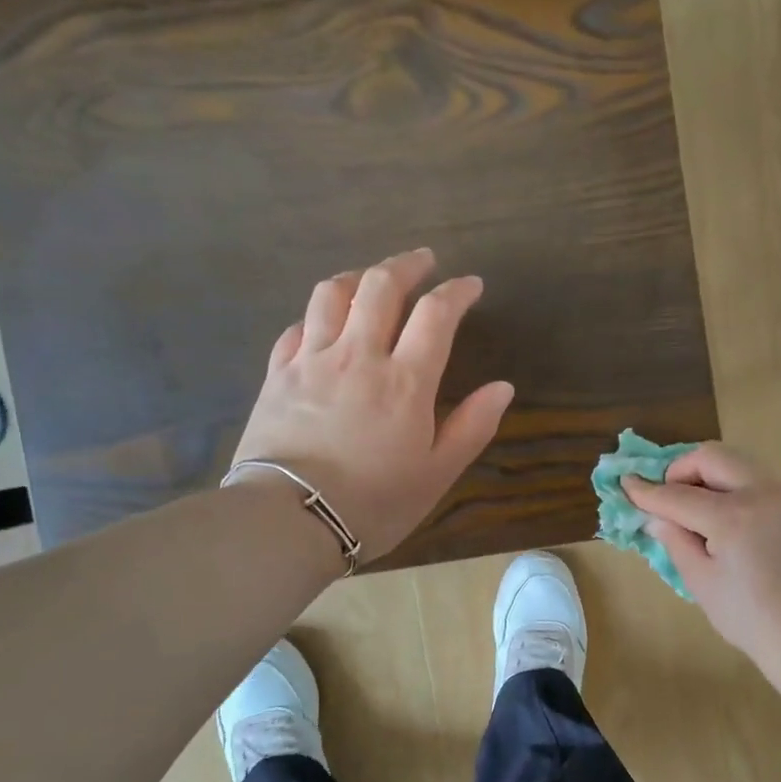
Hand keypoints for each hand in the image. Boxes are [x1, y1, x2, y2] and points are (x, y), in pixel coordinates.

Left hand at [229, 249, 513, 560]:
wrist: (290, 520)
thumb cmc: (374, 503)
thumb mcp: (437, 473)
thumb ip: (472, 427)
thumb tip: (503, 387)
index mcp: (405, 381)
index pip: (436, 314)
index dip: (457, 292)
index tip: (471, 285)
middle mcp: (358, 356)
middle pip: (381, 286)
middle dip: (407, 264)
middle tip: (424, 261)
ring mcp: (312, 361)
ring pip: (332, 294)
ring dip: (358, 277)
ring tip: (372, 279)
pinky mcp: (277, 375)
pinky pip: (296, 328)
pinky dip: (316, 315)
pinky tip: (323, 323)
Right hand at [624, 444, 780, 673]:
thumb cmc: (750, 617)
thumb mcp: (701, 582)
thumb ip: (676, 541)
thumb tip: (657, 517)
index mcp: (732, 516)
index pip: (678, 495)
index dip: (647, 491)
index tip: (626, 484)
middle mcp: (760, 493)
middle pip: (712, 456)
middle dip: (681, 469)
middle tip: (667, 496)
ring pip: (737, 461)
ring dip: (708, 473)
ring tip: (693, 505)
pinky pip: (756, 478)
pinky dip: (731, 484)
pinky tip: (722, 515)